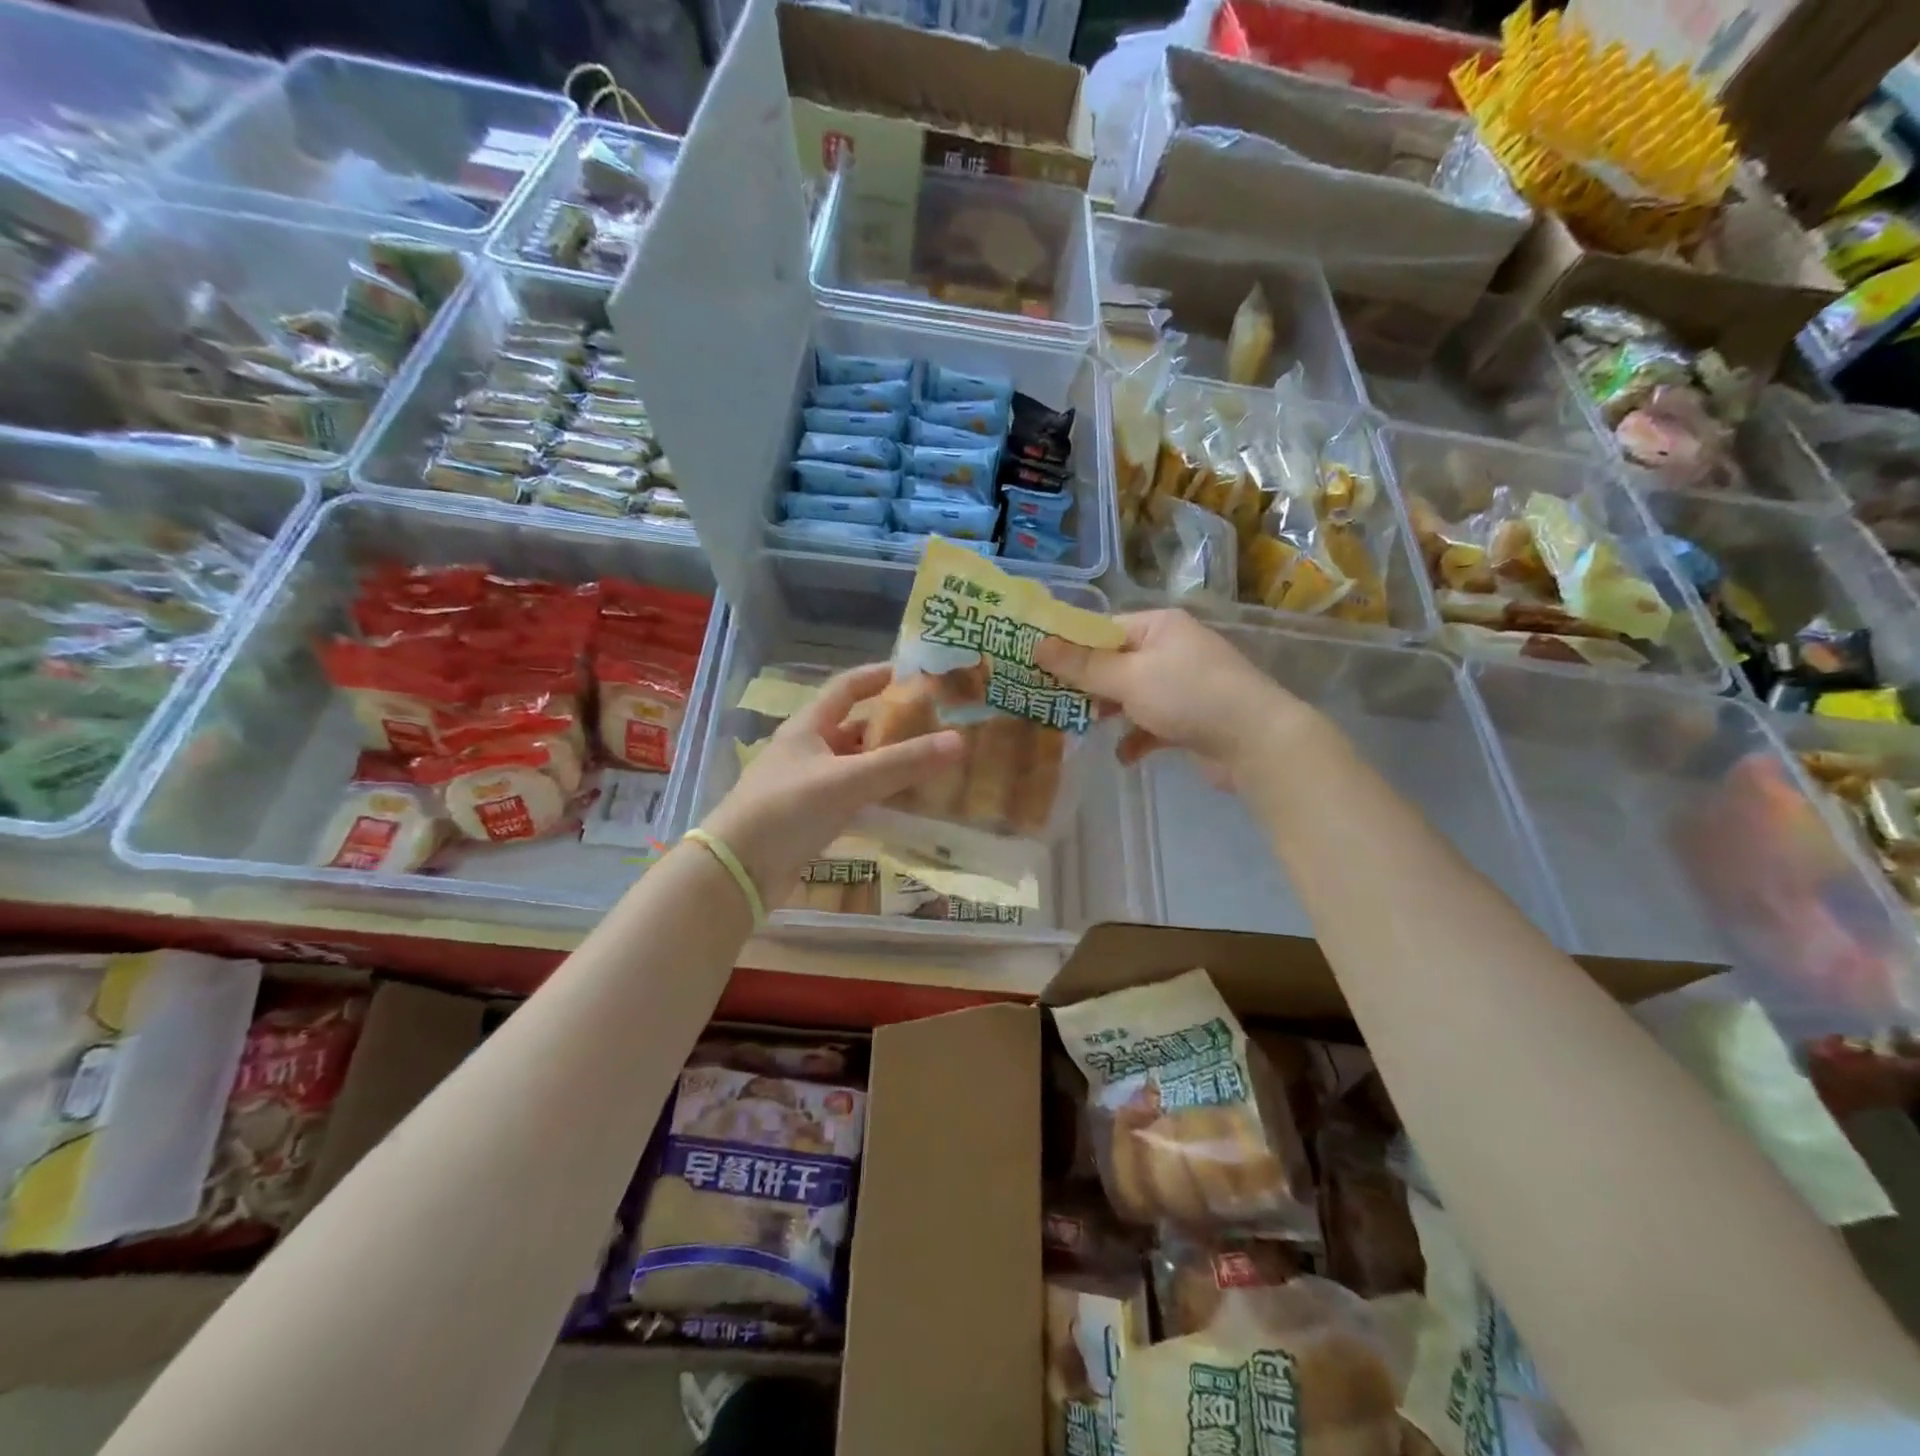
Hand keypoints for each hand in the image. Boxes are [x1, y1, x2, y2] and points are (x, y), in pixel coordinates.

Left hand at [698, 663, 965, 908]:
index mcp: (808, 726)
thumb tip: (959, 740)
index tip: (913, 673)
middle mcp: (807, 750)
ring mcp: (808, 785)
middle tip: (936, 725)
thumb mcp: (848, 780)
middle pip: (855, 728)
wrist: (738, 869)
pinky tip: (905, 804)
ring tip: (931, 763)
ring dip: (887, 763)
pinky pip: (853, 797)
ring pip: (856, 765)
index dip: (877, 676)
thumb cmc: (788, 809)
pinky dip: (878, 796)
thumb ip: (903, 762)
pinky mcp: (811, 818)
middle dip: (892, 725)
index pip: (846, 687)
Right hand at [1035, 609, 1313, 787]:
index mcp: (1157, 627)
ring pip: (1130, 695)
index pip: (1102, 629)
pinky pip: (1150, 724)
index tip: (1035, 665)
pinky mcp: (1189, 719)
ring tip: (1077, 729)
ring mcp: (1181, 685)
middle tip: (1047, 701)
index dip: (1068, 646)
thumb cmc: (1188, 696)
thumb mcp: (1128, 678)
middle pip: (1113, 663)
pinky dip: (1136, 738)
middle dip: (1084, 685)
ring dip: (1107, 712)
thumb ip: (1082, 665)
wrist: (1256, 742)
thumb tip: (1037, 644)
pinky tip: (1123, 756)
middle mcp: (1170, 649)